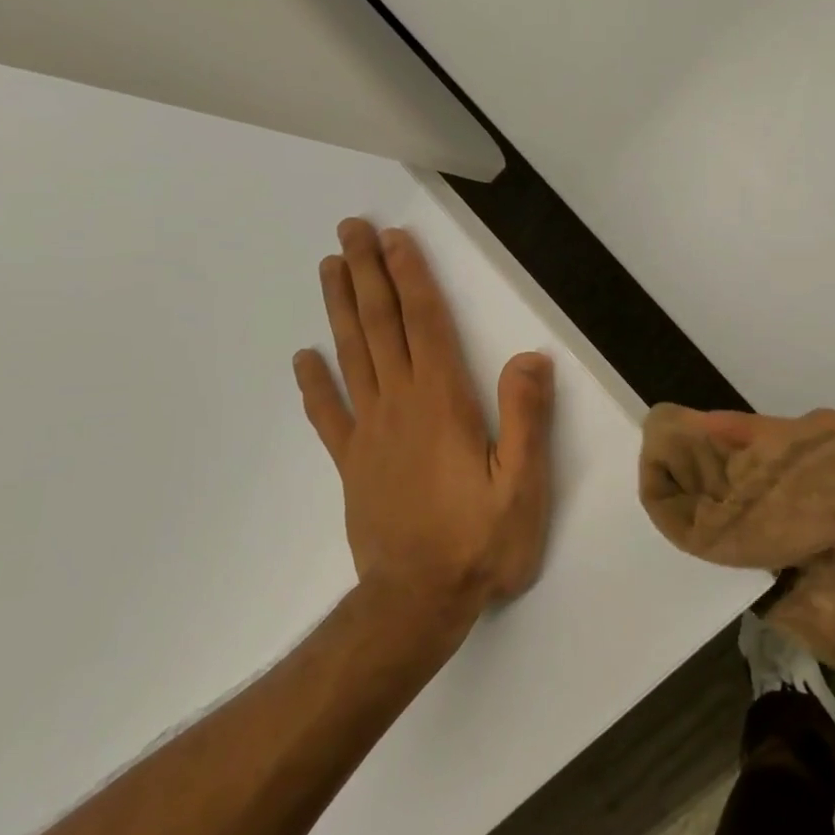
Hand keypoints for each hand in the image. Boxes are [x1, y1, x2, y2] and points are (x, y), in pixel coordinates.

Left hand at [292, 219, 554, 631]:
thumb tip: (531, 357)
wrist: (417, 604)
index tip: (394, 238)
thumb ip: (526, 418)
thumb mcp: (522, 486)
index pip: (424, 325)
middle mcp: (400, 406)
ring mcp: (369, 434)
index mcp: (443, 404)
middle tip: (351, 230)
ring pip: (351, 356)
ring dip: (339, 308)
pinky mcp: (352, 464)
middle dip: (367, 274)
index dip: (411, 278)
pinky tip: (303, 357)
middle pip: (380, 327)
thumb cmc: (479, 543)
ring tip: (329, 267)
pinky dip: (314, 383)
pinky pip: (328, 414)